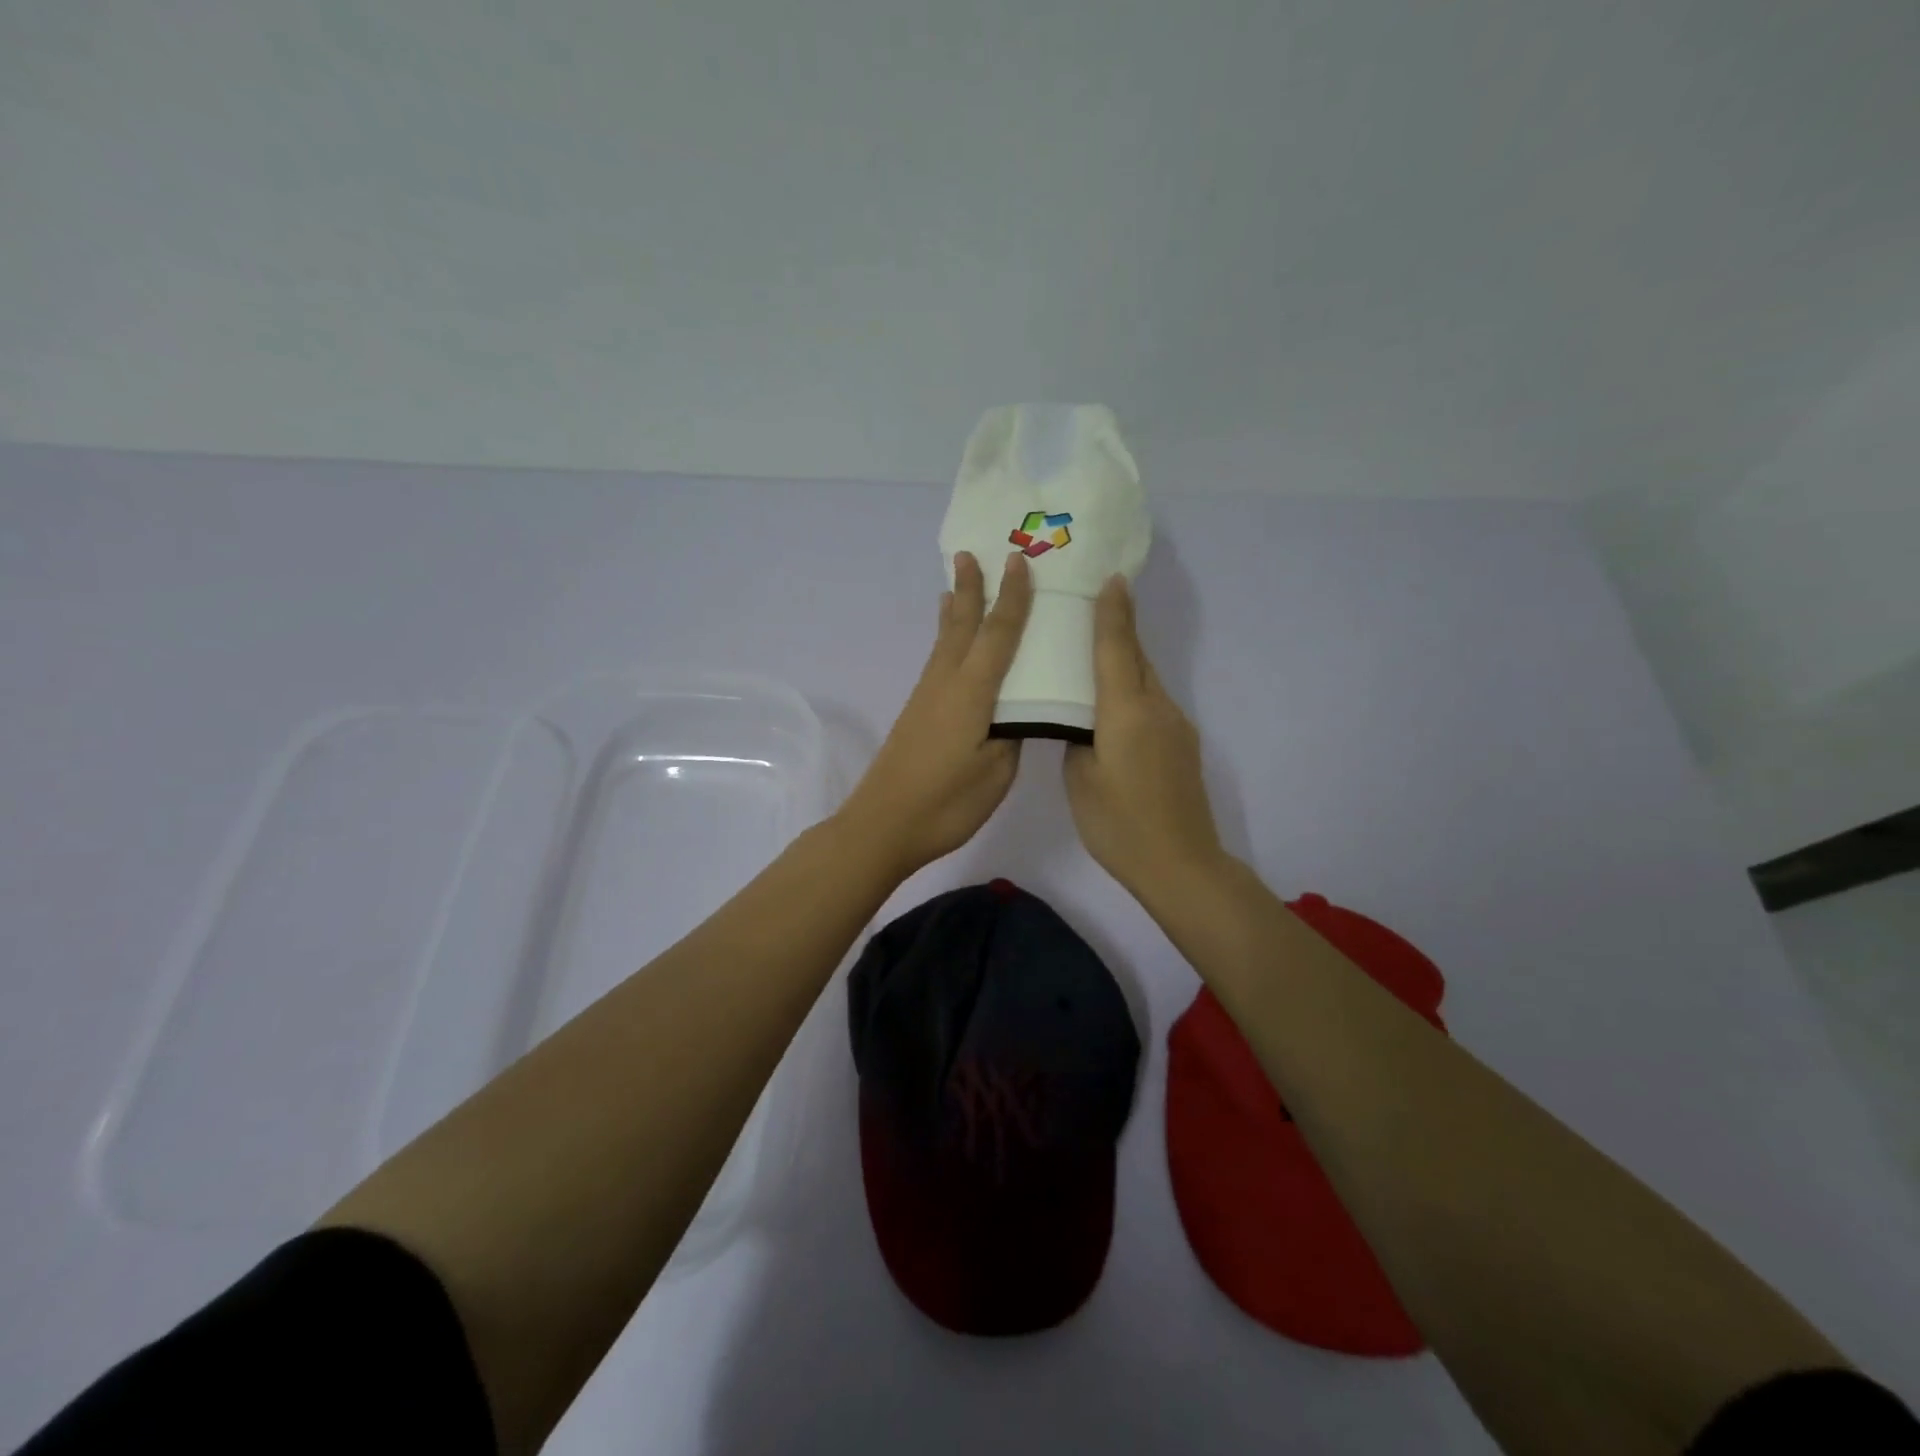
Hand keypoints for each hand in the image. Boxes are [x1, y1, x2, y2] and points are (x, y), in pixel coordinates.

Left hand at [837, 551, 1034, 875]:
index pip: (998, 635)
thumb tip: (1017, 712)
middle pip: (962, 626)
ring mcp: (927, 697)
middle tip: (970, 553)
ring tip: (954, 585)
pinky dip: (945, 640)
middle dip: (970, 589)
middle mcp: (946, 683)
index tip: (1019, 562)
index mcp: (972, 692)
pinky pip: (937, 661)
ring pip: (945, 642)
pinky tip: (946, 645)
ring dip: (954, 610)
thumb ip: (1011, 735)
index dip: (1012, 598)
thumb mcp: (996, 772)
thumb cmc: (946, 802)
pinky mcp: (917, 714)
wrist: (883, 825)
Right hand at [1064, 575, 1225, 895]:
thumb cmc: (1118, 824)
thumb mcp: (1080, 779)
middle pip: (1136, 657)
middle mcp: (1157, 708)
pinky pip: (1153, 703)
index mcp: (1126, 712)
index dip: (1112, 612)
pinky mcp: (1183, 744)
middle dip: (1118, 628)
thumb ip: (1078, 738)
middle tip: (1091, 605)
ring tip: (1093, 654)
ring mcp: (1176, 725)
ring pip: (1146, 680)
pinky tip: (1114, 706)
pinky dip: (1133, 690)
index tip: (1111, 578)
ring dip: (1124, 661)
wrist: (1181, 864)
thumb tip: (1082, 721)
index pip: (1116, 649)